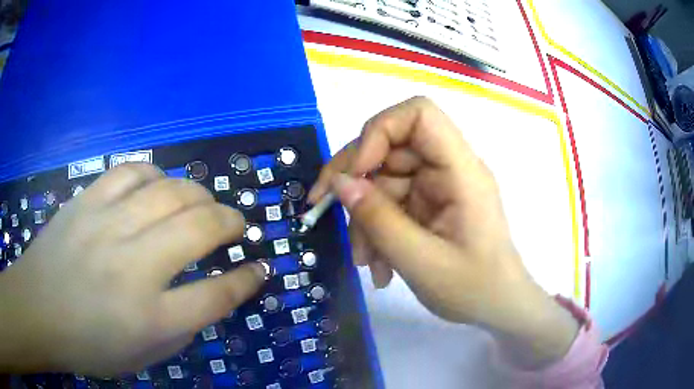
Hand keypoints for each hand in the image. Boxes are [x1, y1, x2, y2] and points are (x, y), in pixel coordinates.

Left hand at [0, 164, 265, 375]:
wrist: (38, 310)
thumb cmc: (90, 345)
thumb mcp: (144, 355)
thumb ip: (180, 326)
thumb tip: (208, 293)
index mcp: (151, 318)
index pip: (216, 294)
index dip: (247, 279)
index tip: (261, 268)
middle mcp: (133, 268)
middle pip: (198, 228)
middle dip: (229, 222)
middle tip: (236, 225)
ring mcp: (107, 227)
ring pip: (169, 192)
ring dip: (199, 195)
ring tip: (203, 203)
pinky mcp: (87, 202)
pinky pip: (131, 172)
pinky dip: (155, 175)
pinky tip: (158, 186)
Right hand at [310, 97, 578, 367]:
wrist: (498, 307)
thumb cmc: (473, 289)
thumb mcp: (420, 261)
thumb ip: (378, 220)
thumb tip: (340, 183)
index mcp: (461, 171)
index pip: (419, 114)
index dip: (380, 131)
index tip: (356, 173)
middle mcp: (449, 169)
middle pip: (390, 145)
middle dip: (355, 179)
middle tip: (322, 208)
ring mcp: (438, 186)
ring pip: (384, 180)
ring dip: (364, 218)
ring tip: (365, 261)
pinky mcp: (429, 204)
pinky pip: (391, 203)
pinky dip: (376, 231)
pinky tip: (379, 265)